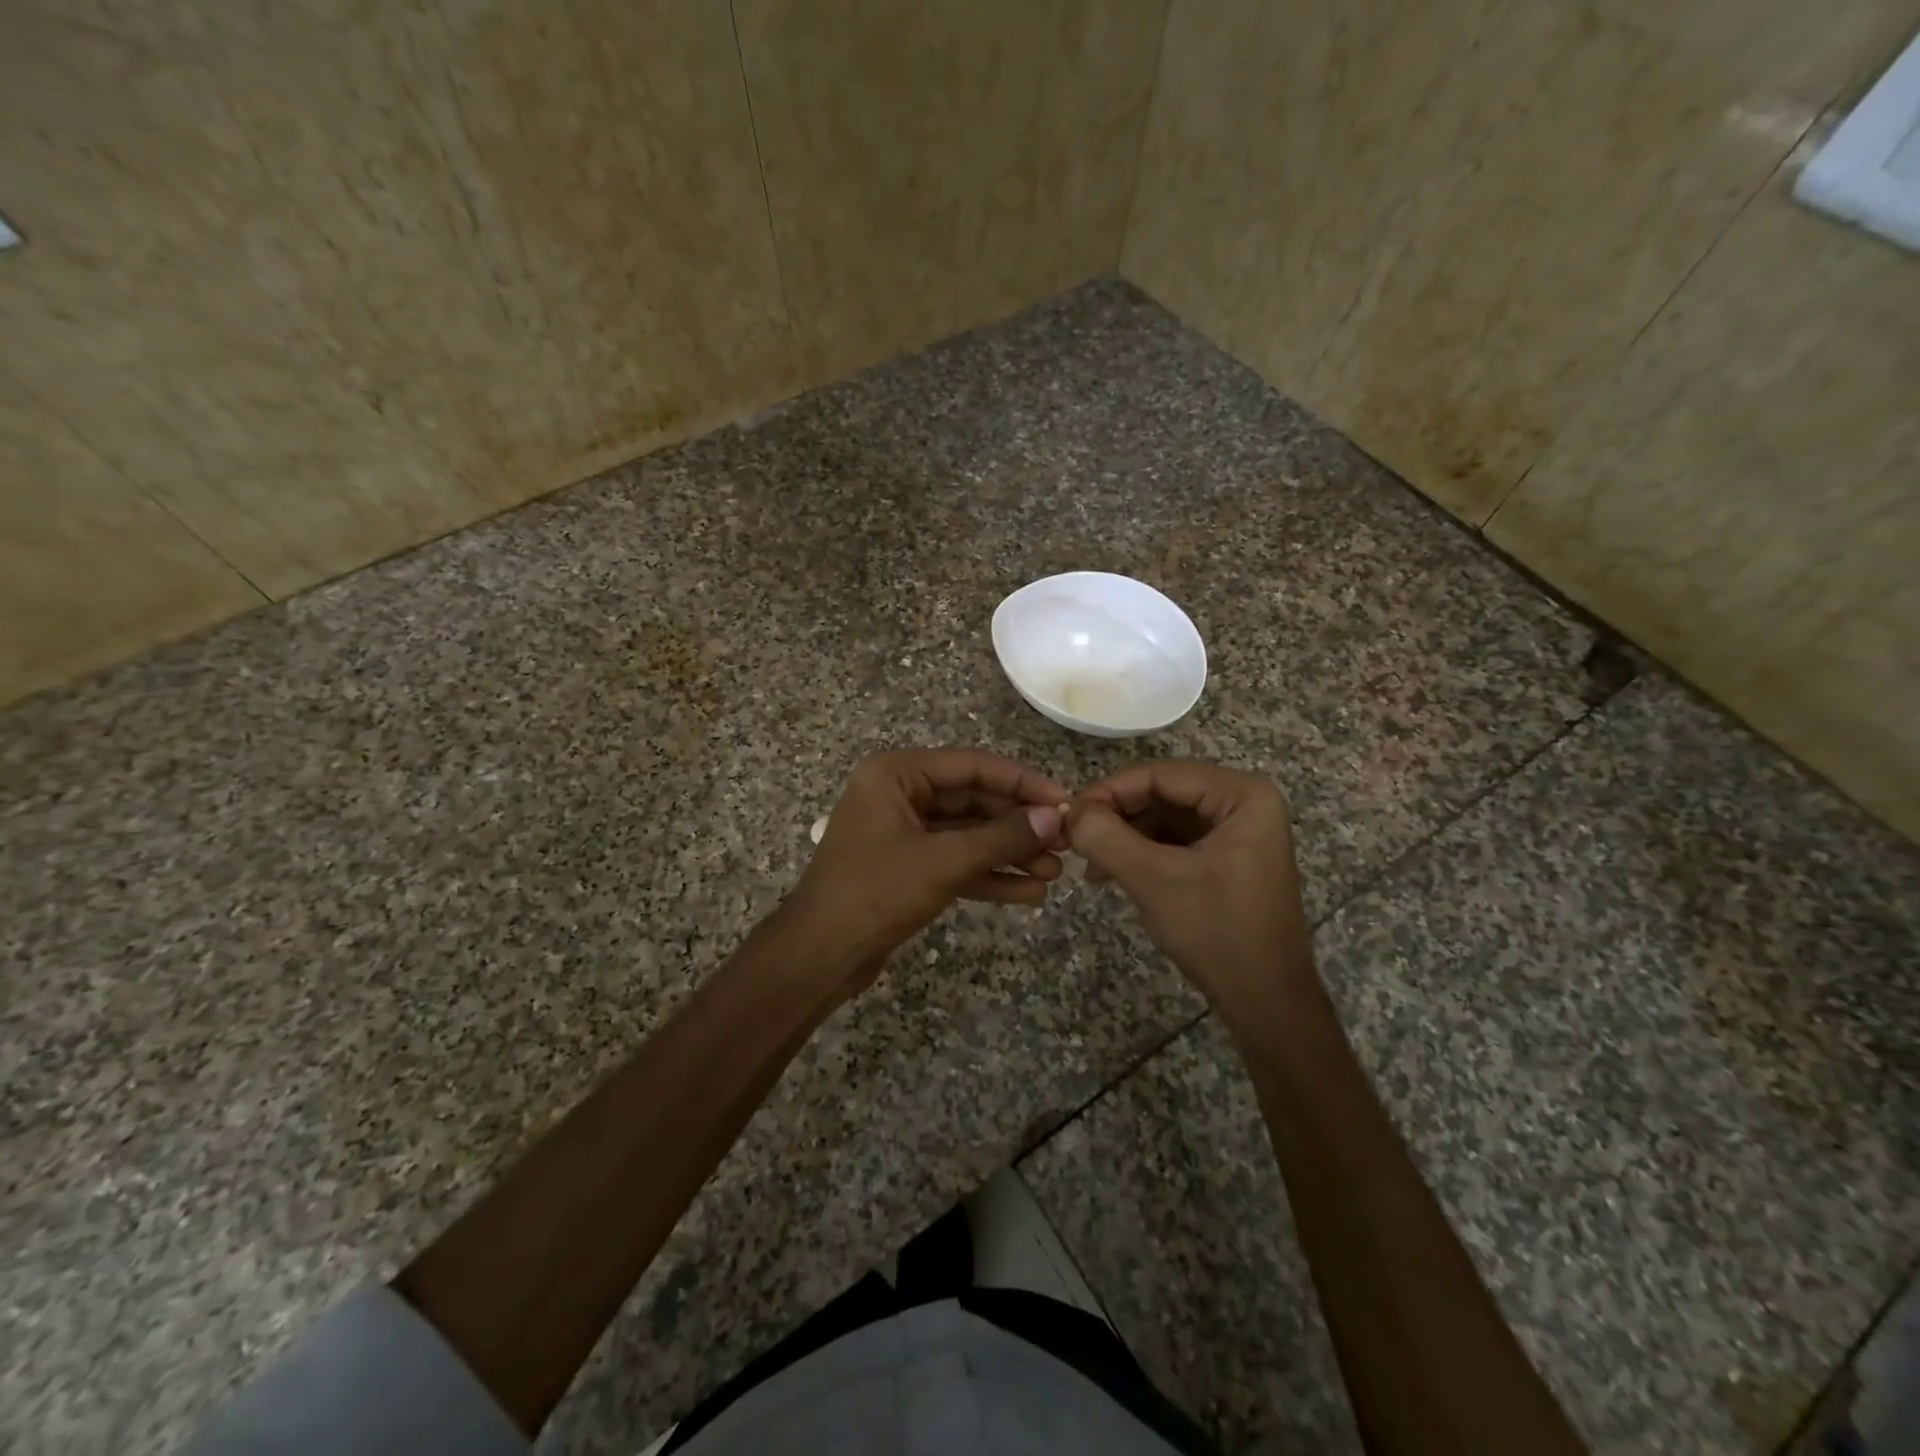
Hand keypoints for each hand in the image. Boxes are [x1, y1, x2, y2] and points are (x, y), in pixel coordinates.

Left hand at [786, 749, 1068, 996]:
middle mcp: (900, 795)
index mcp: (897, 774)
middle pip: (973, 801)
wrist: (819, 957)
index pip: (972, 766)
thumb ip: (1001, 837)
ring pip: (968, 835)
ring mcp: (904, 833)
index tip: (1064, 801)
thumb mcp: (943, 862)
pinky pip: (956, 862)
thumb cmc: (875, 893)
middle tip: (1066, 843)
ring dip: (1009, 853)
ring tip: (1055, 873)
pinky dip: (989, 876)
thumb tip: (1055, 818)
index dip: (1021, 783)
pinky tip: (1029, 893)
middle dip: (1018, 825)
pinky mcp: (908, 868)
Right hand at [1067, 761, 1313, 1018]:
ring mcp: (1238, 830)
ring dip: (1125, 836)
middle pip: (1163, 793)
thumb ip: (1105, 837)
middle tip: (1076, 840)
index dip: (1110, 790)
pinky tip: (1112, 874)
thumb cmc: (1216, 931)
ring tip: (1091, 865)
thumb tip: (1068, 811)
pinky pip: (1175, 840)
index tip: (1069, 815)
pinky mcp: (1227, 857)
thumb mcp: (1153, 879)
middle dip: (1117, 816)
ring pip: (1165, 817)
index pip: (1161, 774)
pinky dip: (1142, 853)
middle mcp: (1244, 802)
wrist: (1265, 1001)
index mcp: (1242, 795)